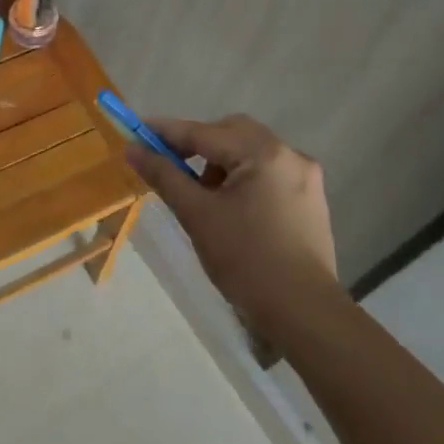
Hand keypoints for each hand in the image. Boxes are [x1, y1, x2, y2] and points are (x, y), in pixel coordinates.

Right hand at [124, 115, 338, 325]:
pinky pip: (267, 173)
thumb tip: (132, 149)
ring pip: (250, 152)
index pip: (203, 132)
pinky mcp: (311, 200)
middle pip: (231, 133)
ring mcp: (305, 177)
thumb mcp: (196, 214)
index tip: (136, 133)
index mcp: (262, 153)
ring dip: (221, 163)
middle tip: (171, 165)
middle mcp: (288, 154)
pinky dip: (242, 178)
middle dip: (198, 144)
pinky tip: (230, 208)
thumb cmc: (246, 259)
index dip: (166, 132)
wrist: (303, 312)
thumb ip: (164, 175)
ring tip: (202, 196)